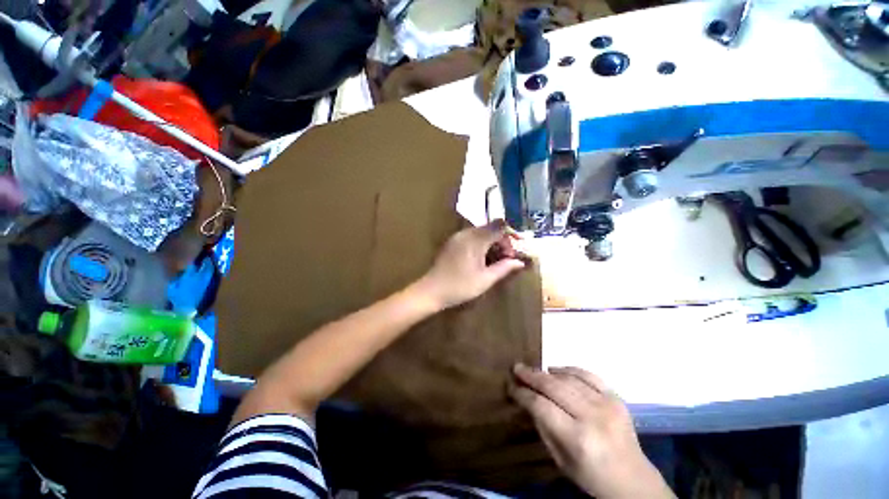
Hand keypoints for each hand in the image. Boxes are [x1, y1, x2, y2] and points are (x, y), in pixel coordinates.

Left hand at [414, 220, 526, 309]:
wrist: (431, 290)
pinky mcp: (452, 242)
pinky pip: (471, 236)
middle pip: (491, 227)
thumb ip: (504, 268)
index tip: (515, 252)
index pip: (500, 227)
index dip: (511, 237)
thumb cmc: (460, 286)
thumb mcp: (485, 279)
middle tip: (507, 258)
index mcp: (475, 240)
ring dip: (492, 242)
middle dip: (502, 240)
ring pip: (481, 232)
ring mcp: (457, 236)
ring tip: (496, 259)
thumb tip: (520, 262)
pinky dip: (481, 243)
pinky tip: (482, 258)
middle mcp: (466, 233)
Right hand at [510, 364, 674, 498]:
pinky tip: (556, 370)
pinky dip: (570, 369)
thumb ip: (543, 427)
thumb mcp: (560, 460)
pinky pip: (588, 374)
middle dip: (532, 376)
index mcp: (577, 439)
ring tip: (534, 370)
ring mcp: (607, 404)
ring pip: (569, 378)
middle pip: (554, 387)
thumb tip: (527, 400)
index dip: (523, 394)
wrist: (633, 480)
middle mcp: (592, 417)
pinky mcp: (616, 398)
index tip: (511, 386)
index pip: (541, 406)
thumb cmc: (592, 476)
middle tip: (517, 368)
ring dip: (547, 372)